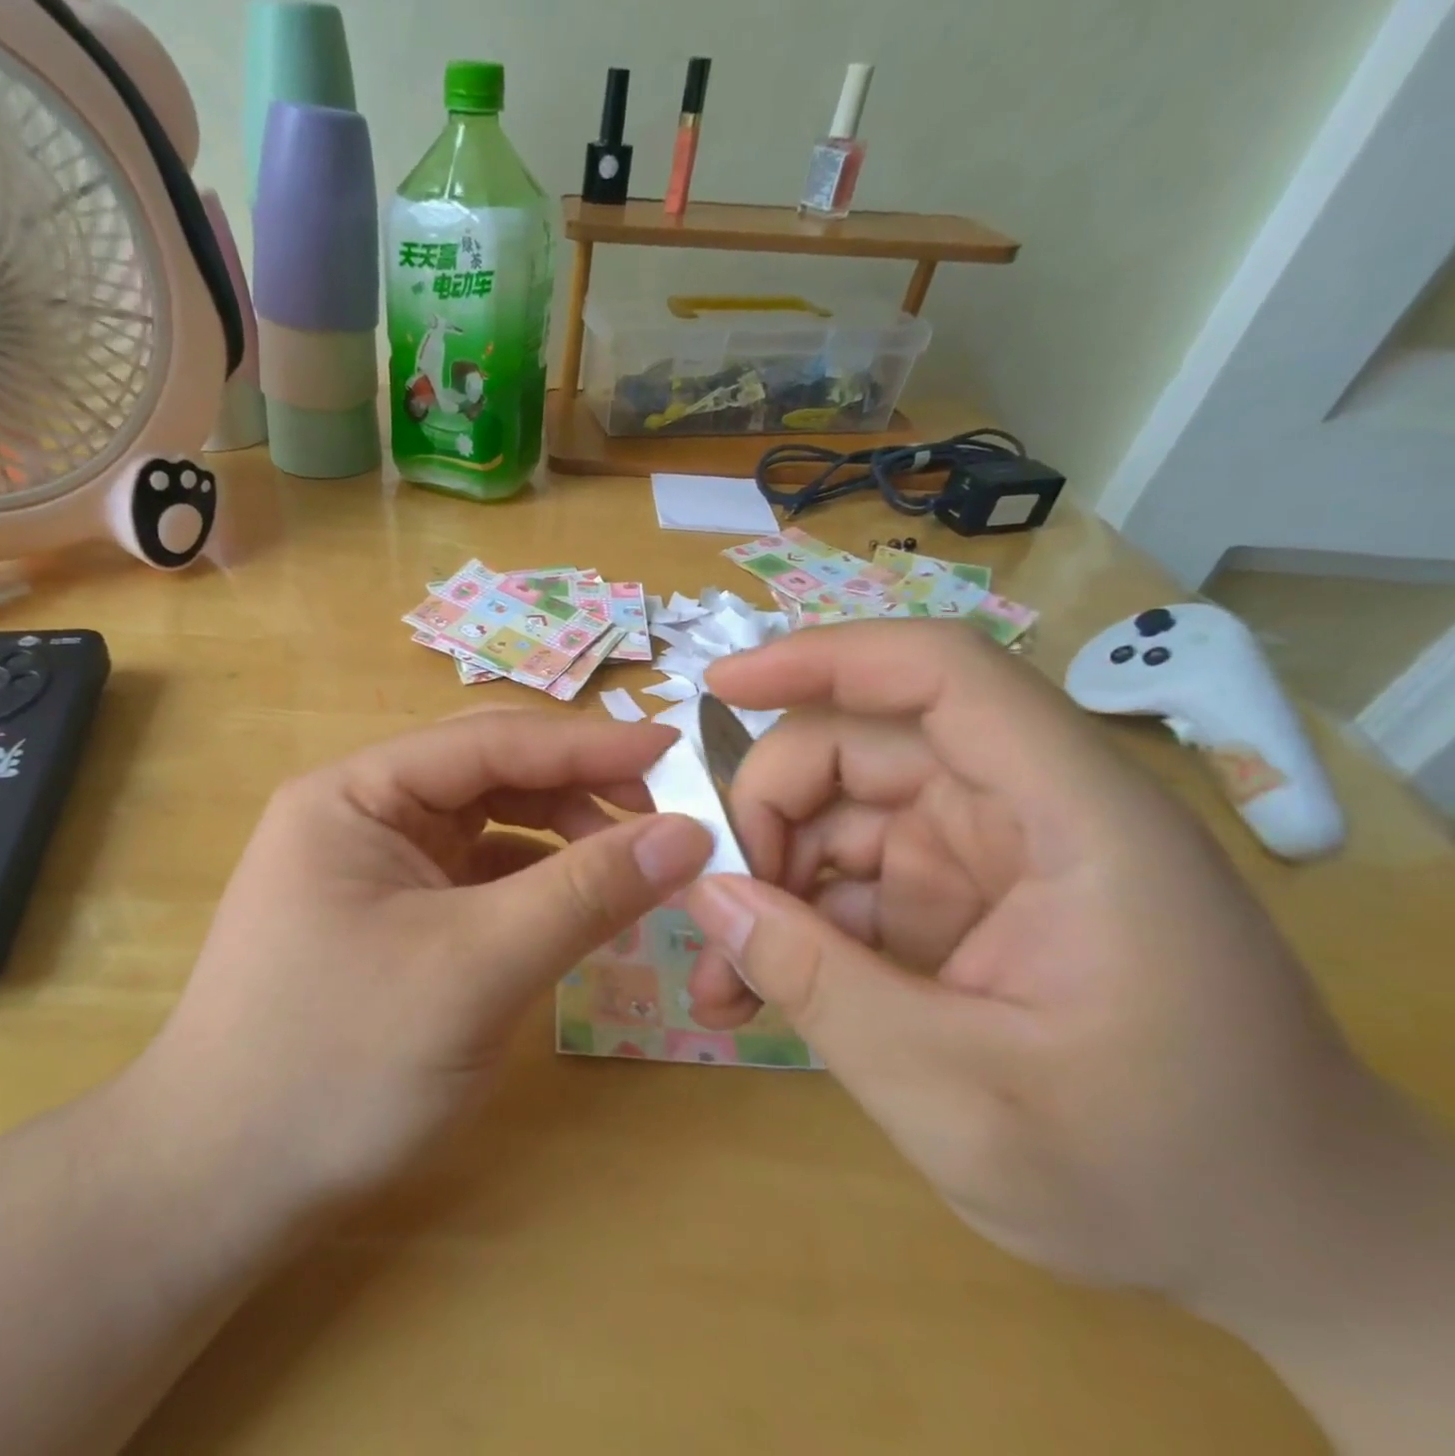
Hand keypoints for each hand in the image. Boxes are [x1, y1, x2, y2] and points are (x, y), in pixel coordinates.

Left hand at [135, 711, 711, 1210]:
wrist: (224, 1181)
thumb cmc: (339, 1063)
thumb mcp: (474, 969)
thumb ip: (583, 893)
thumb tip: (686, 833)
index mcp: (356, 793)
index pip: (488, 741)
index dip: (586, 744)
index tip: (675, 753)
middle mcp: (361, 812)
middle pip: (487, 772)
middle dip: (574, 786)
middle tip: (660, 815)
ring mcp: (374, 864)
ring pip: (486, 822)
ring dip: (558, 833)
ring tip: (628, 865)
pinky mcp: (390, 913)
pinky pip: (475, 873)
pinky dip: (532, 879)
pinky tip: (575, 902)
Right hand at [680, 622, 1392, 1309]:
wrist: (1282, 1251)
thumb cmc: (1161, 1177)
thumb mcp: (963, 1099)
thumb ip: (819, 985)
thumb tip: (705, 893)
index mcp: (1073, 819)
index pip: (941, 676)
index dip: (824, 657)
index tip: (720, 687)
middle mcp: (1022, 813)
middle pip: (858, 750)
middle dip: (765, 817)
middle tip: (709, 905)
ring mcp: (980, 858)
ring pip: (834, 820)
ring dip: (763, 885)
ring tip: (719, 982)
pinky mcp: (951, 904)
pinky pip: (842, 884)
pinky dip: (788, 927)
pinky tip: (748, 993)